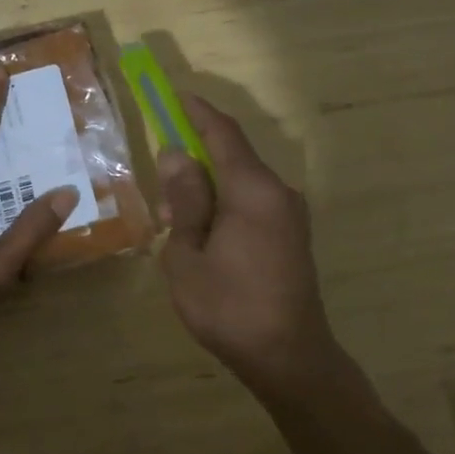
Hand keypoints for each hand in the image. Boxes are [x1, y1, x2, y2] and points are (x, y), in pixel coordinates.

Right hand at [157, 95, 340, 390]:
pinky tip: (204, 237)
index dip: (197, 112)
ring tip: (177, 228)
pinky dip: (224, 206)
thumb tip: (176, 155)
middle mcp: (278, 192)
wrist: (290, 359)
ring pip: (240, 183)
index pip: (222, 133)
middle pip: (231, 158)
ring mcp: (289, 214)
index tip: (174, 95)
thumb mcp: (188, 254)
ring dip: (207, 191)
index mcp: (253, 190)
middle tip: (162, 195)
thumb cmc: (229, 307)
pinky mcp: (292, 235)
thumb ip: (184, 200)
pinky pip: (252, 203)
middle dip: (194, 163)